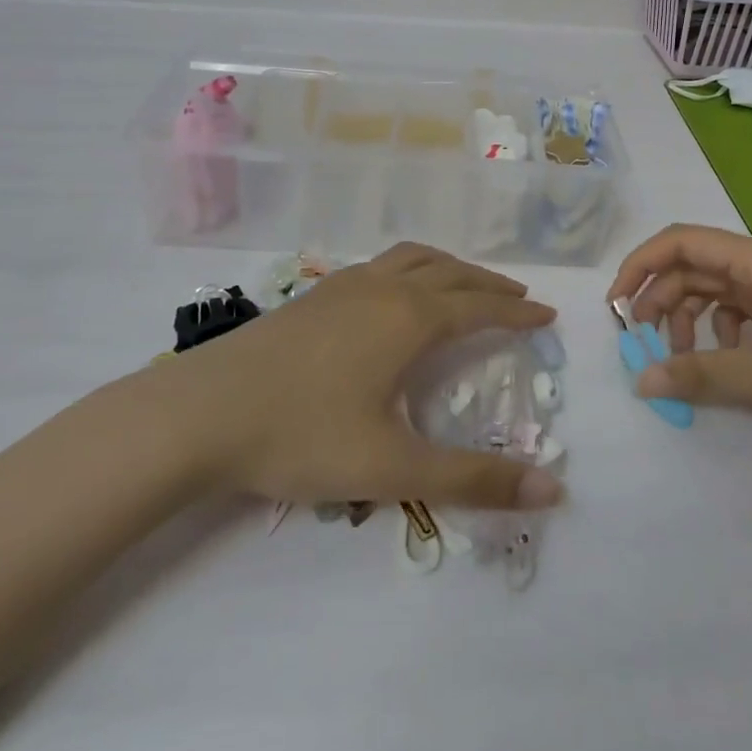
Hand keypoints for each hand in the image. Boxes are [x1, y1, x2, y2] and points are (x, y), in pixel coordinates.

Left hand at [152, 244, 564, 511]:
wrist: (198, 413)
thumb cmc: (301, 436)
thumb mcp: (393, 468)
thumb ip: (473, 480)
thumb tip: (553, 491)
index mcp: (409, 318)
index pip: (479, 308)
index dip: (517, 313)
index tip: (546, 315)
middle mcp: (383, 289)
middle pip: (450, 273)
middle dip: (489, 285)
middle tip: (517, 299)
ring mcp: (343, 286)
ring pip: (412, 259)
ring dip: (449, 267)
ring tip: (465, 284)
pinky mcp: (313, 295)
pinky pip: (380, 265)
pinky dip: (410, 268)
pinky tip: (395, 293)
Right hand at [607, 224, 751, 431]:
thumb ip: (700, 375)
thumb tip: (640, 380)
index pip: (679, 242)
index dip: (640, 266)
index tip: (616, 307)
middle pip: (692, 267)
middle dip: (659, 299)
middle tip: (642, 342)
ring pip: (714, 291)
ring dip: (688, 318)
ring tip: (684, 358)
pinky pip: (739, 313)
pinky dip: (719, 333)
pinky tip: (729, 360)